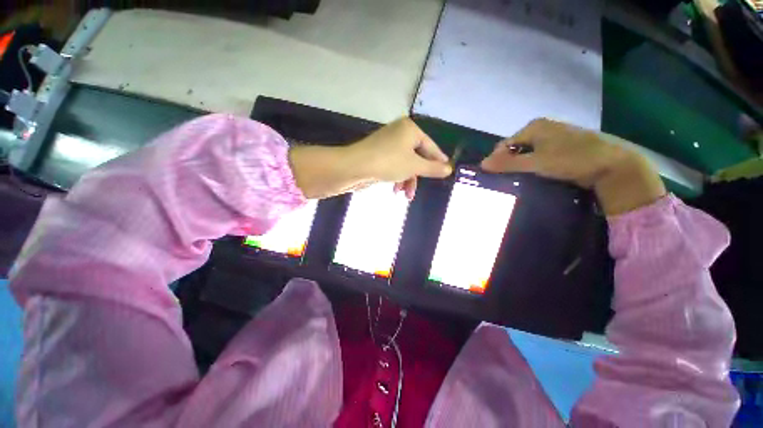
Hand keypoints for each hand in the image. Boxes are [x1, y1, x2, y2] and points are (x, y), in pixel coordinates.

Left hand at [290, 117, 451, 199]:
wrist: (354, 167)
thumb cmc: (388, 162)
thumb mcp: (414, 166)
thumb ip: (433, 168)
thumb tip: (449, 169)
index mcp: (409, 129)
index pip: (430, 146)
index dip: (438, 160)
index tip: (446, 171)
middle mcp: (399, 133)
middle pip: (417, 157)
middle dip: (418, 176)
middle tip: (422, 188)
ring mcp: (388, 144)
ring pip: (405, 164)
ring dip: (407, 180)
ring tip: (406, 195)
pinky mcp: (379, 155)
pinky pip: (394, 166)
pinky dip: (397, 178)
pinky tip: (395, 190)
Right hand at [480, 118, 665, 214]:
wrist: (613, 164)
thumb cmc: (572, 159)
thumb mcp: (536, 162)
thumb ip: (508, 163)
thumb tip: (482, 164)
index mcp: (534, 126)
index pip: (504, 144)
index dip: (496, 160)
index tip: (493, 177)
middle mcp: (542, 128)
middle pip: (515, 148)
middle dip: (508, 163)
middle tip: (506, 180)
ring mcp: (554, 137)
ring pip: (527, 153)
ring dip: (521, 166)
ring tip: (519, 180)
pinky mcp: (562, 147)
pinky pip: (539, 156)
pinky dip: (534, 166)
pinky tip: (535, 176)